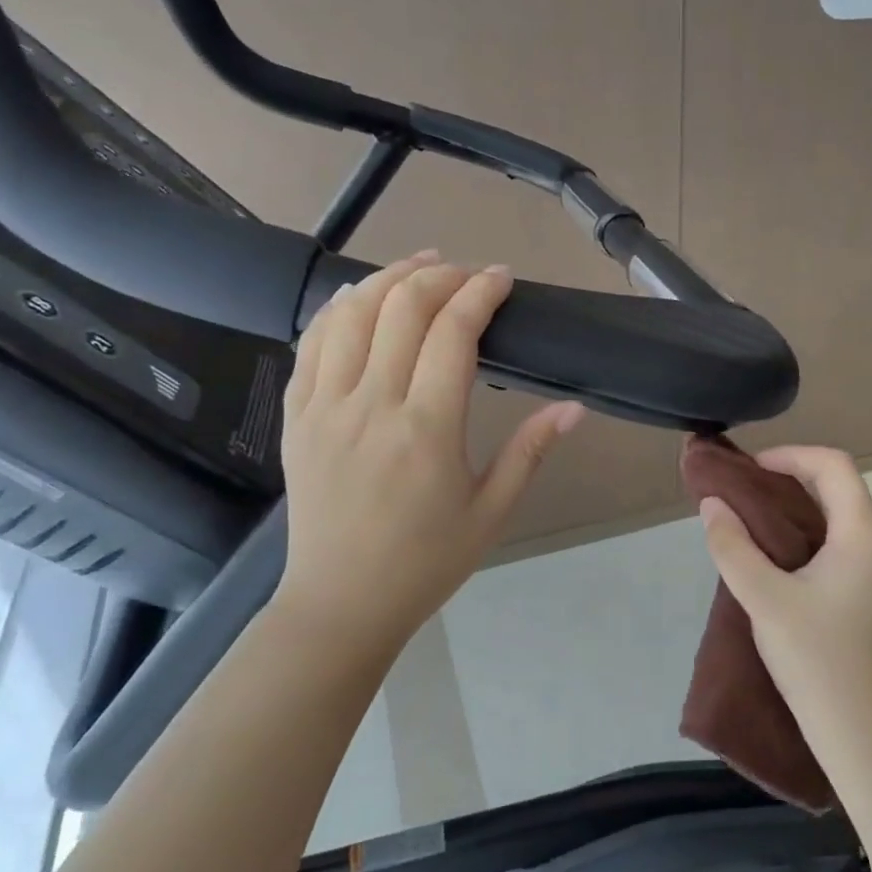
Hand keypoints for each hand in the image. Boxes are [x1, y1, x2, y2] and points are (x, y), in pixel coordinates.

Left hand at [274, 251, 583, 659]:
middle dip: (441, 275)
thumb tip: (574, 407)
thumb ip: (531, 451)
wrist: (341, 602)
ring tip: (421, 268)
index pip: (453, 331)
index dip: (480, 291)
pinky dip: (341, 307)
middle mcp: (371, 405)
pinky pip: (312, 341)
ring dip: (389, 278)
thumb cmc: (426, 562)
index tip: (502, 278)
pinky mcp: (296, 415)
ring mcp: (325, 406)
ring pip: (352, 312)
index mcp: (426, 430)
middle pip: (402, 307)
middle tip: (468, 274)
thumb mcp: (492, 512)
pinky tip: (363, 298)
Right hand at [698, 447, 871, 752]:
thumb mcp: (764, 599)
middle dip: (791, 484)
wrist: (868, 739)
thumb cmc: (817, 660)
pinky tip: (783, 571)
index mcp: (863, 537)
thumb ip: (733, 547)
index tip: (752, 470)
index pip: (835, 466)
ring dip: (801, 517)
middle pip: (841, 493)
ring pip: (843, 526)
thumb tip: (713, 505)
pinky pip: (846, 555)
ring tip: (755, 531)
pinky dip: (813, 545)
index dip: (791, 455)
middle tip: (745, 496)